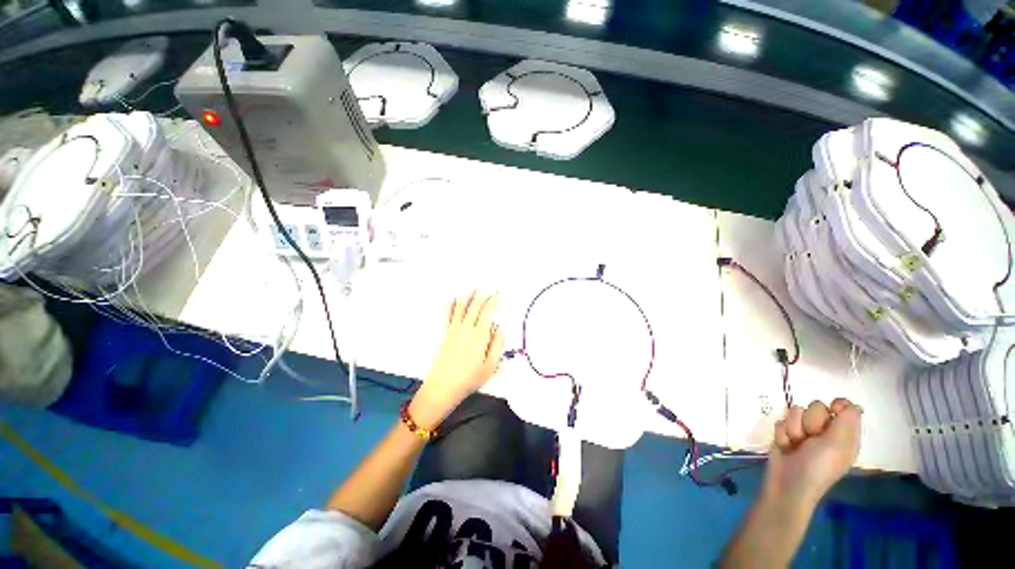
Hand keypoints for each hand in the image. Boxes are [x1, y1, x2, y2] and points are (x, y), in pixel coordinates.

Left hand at [409, 291, 504, 429]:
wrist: (442, 387)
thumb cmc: (469, 379)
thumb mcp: (490, 366)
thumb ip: (497, 345)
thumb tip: (499, 328)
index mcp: (479, 335)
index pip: (487, 311)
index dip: (494, 300)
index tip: (500, 292)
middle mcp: (466, 328)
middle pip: (475, 306)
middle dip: (483, 295)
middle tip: (490, 288)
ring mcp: (454, 330)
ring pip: (462, 307)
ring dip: (468, 296)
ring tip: (474, 287)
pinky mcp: (445, 334)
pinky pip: (448, 316)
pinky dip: (451, 306)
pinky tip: (453, 300)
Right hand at [764, 398, 862, 511]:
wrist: (788, 482)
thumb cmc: (818, 466)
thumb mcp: (839, 444)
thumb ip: (847, 420)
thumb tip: (847, 403)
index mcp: (844, 434)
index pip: (844, 406)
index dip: (837, 405)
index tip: (832, 411)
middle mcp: (825, 431)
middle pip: (816, 406)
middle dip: (810, 420)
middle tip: (812, 438)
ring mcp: (804, 433)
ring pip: (795, 412)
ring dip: (794, 428)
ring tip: (796, 444)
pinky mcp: (786, 434)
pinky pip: (781, 422)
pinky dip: (782, 434)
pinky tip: (785, 446)